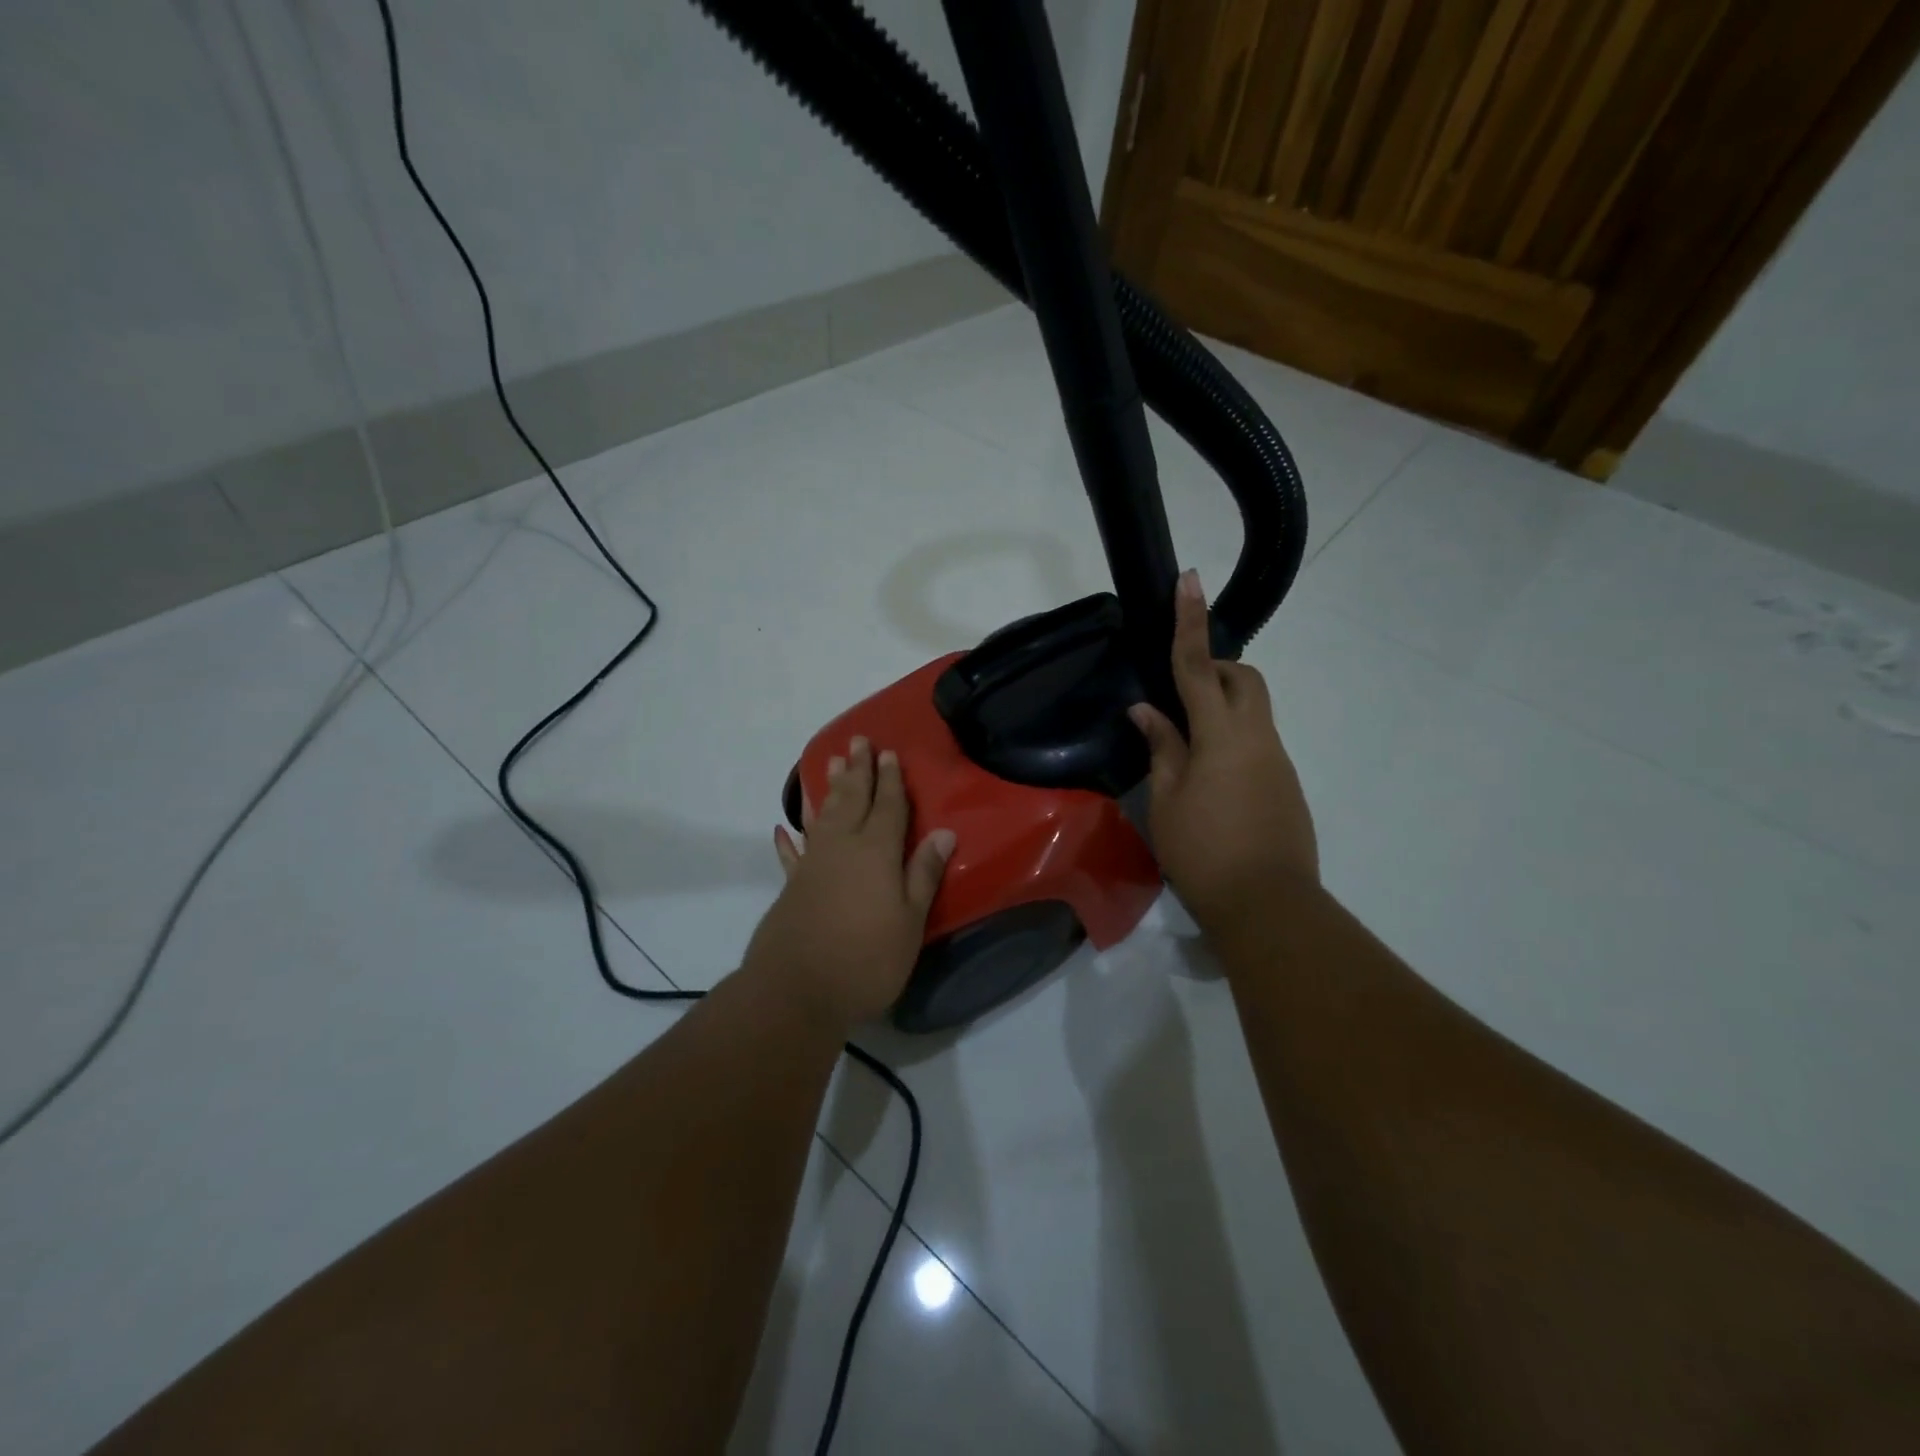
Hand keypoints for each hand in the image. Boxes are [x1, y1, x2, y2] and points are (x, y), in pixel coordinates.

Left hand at [745, 737, 955, 1027]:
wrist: (797, 990)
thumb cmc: (867, 958)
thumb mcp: (910, 921)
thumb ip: (923, 874)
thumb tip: (944, 833)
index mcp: (876, 852)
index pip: (888, 807)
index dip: (891, 780)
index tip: (889, 753)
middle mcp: (842, 847)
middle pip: (852, 800)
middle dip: (858, 770)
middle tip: (858, 740)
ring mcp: (813, 865)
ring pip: (822, 816)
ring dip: (828, 789)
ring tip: (830, 762)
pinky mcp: (792, 886)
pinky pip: (793, 853)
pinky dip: (789, 840)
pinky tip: (783, 828)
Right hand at [1129, 570, 1317, 930]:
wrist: (1268, 907)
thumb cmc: (1204, 852)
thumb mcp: (1166, 800)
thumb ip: (1161, 748)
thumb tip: (1146, 711)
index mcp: (1222, 735)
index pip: (1199, 666)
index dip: (1190, 622)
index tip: (1188, 580)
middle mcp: (1258, 737)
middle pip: (1244, 680)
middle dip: (1215, 669)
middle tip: (1179, 697)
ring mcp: (1278, 761)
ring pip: (1252, 712)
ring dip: (1221, 711)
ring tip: (1185, 751)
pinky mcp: (1287, 785)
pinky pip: (1257, 744)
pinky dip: (1231, 743)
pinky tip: (1209, 784)